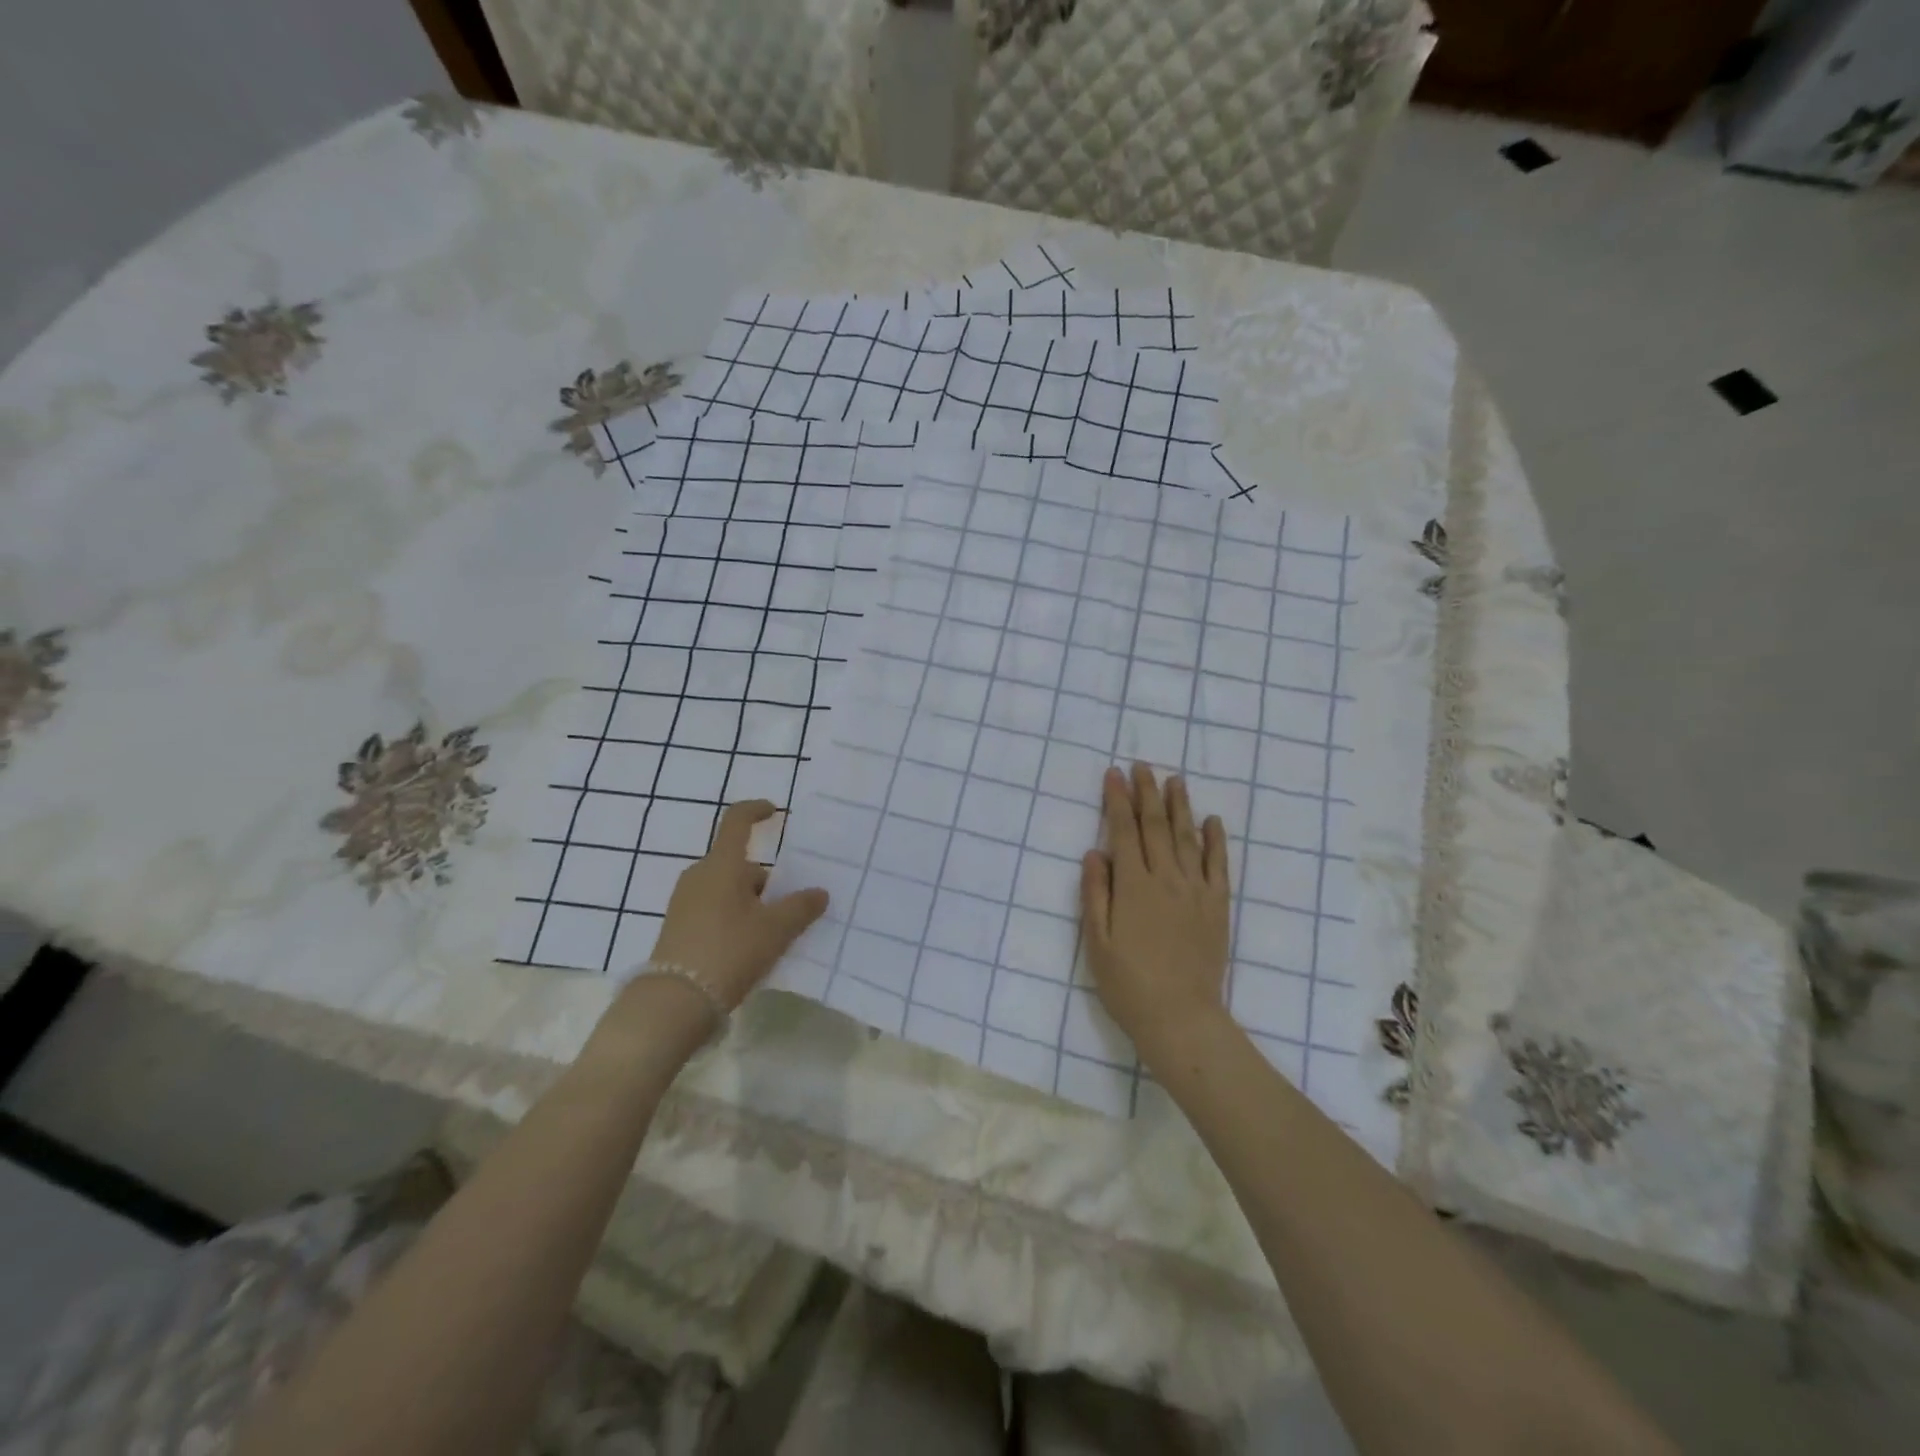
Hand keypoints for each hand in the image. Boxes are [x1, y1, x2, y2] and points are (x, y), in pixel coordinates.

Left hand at [646, 800, 829, 1010]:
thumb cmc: (730, 951)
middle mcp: (699, 875)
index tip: (775, 813)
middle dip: (766, 881)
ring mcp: (685, 900)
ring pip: (728, 888)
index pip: (737, 821)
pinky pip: (714, 908)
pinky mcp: (678, 926)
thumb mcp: (776, 929)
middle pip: (739, 864)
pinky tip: (748, 947)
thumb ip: (801, 907)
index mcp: (722, 865)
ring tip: (772, 934)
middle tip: (789, 909)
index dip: (757, 810)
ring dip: (751, 902)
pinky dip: (734, 917)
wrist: (675, 1001)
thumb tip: (819, 892)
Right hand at [1081, 765, 1231, 1065]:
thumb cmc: (1128, 983)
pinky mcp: (1217, 907)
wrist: (1180, 1017)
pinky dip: (1216, 840)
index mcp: (1133, 885)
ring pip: (1188, 838)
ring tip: (1175, 780)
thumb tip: (1094, 851)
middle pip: (1156, 826)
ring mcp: (1196, 891)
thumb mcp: (1097, 941)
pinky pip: (1219, 866)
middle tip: (1142, 766)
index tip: (1113, 774)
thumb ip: (1095, 893)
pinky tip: (1212, 820)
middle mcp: (1166, 878)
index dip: (1117, 800)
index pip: (1123, 831)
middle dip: (1147, 793)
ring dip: (1180, 806)